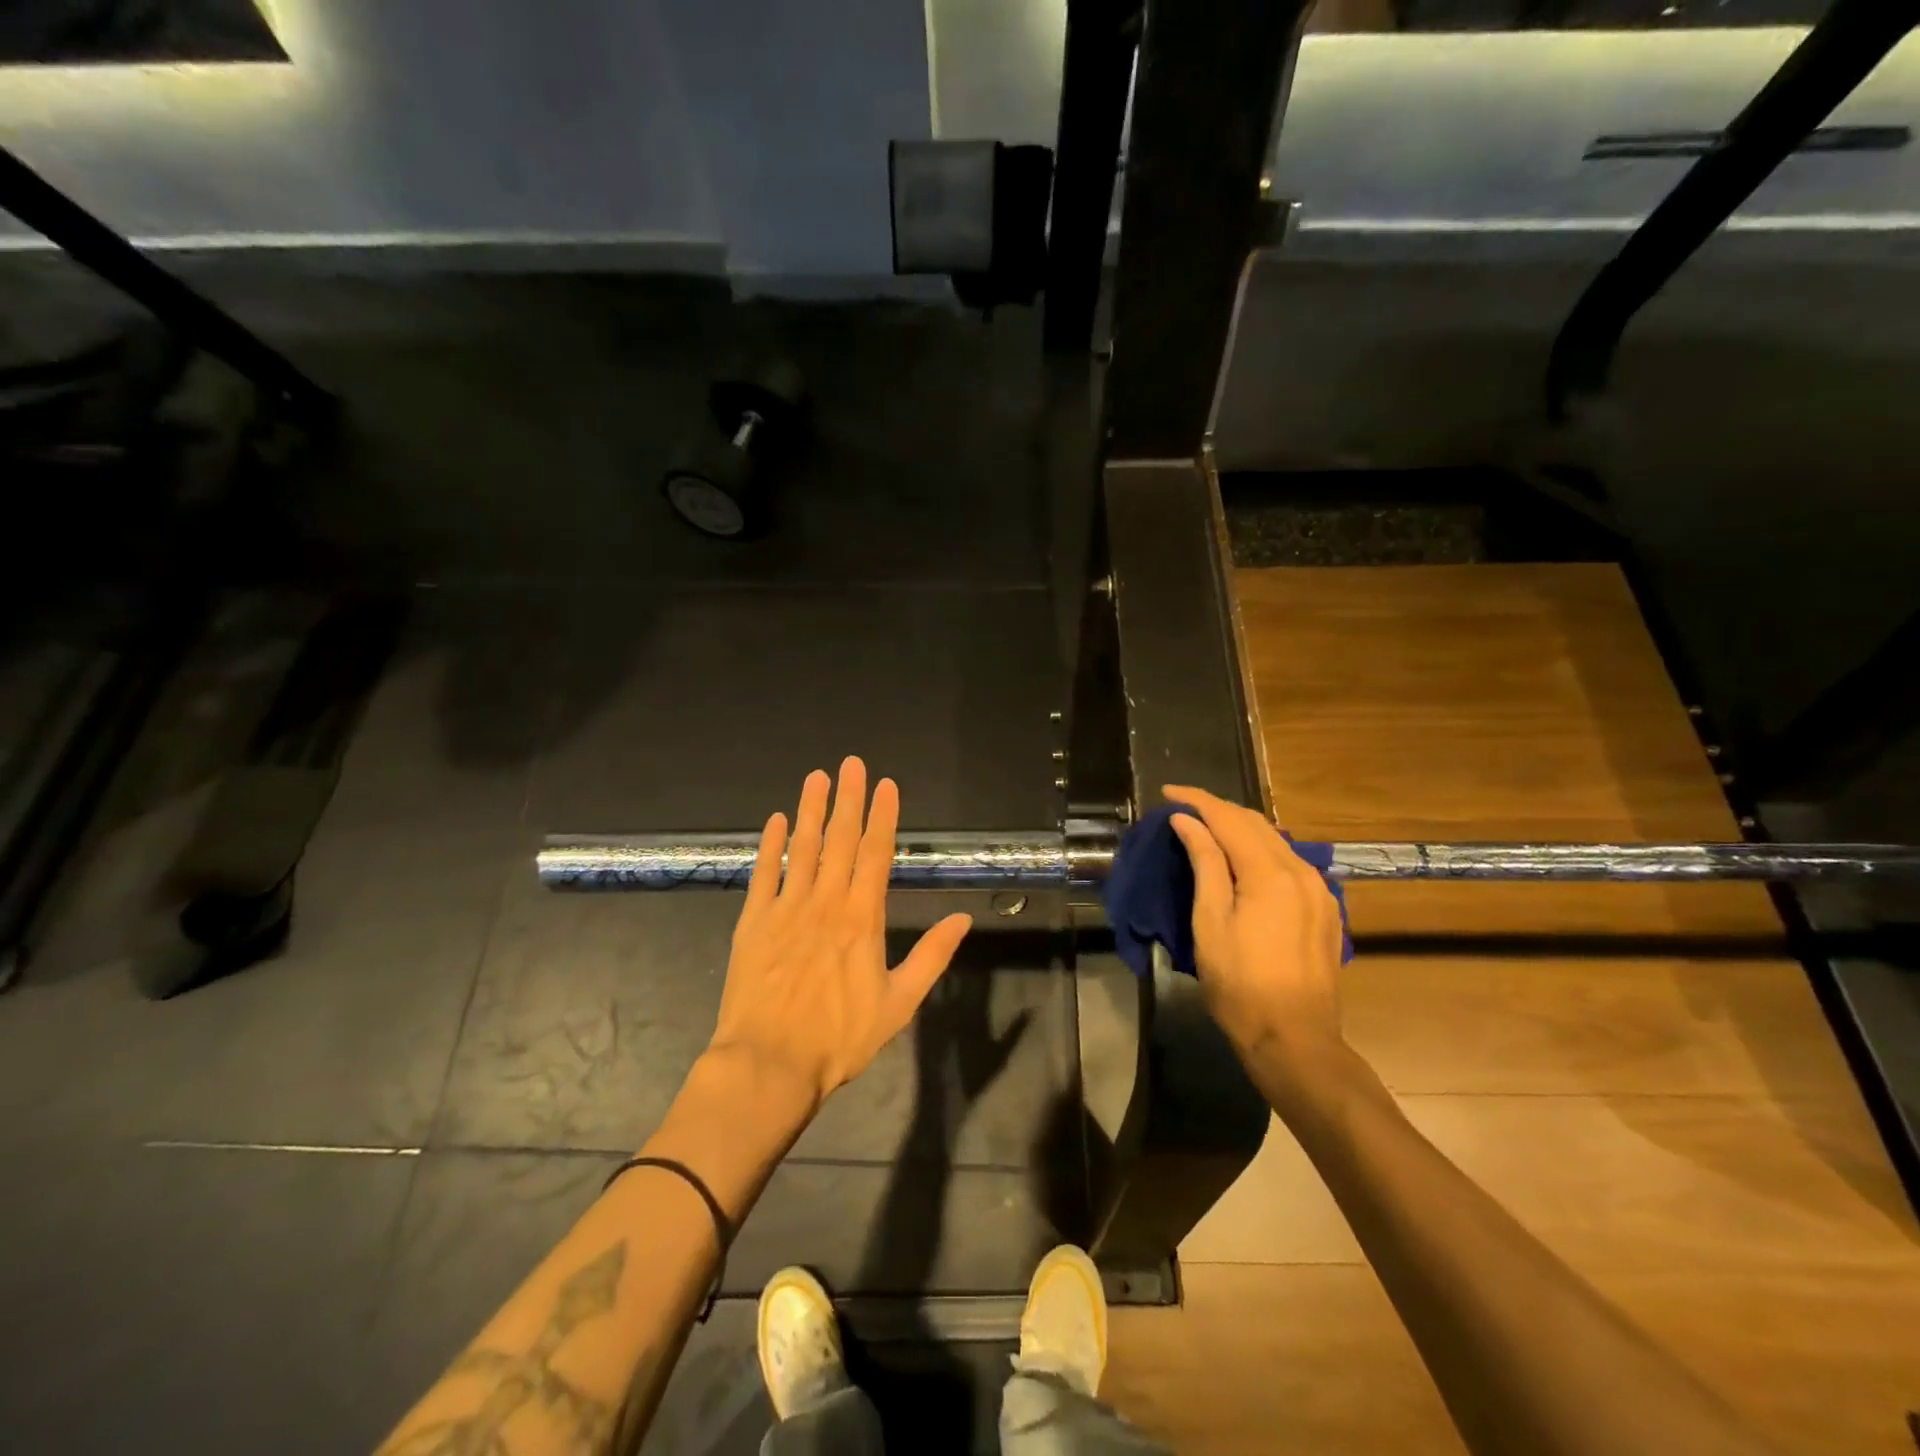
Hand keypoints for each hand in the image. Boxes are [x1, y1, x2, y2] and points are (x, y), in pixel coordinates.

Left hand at [709, 757, 973, 1110]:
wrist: (770, 1064)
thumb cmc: (840, 1039)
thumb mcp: (900, 1004)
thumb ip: (932, 957)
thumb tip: (963, 919)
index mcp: (862, 918)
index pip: (876, 854)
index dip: (882, 816)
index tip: (886, 785)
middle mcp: (825, 902)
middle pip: (840, 840)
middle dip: (848, 798)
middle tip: (852, 763)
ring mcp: (786, 909)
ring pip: (802, 848)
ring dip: (811, 810)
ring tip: (817, 777)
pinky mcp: (753, 922)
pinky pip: (763, 874)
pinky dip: (770, 845)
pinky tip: (775, 821)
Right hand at [1163, 785, 1348, 1084]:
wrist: (1294, 1039)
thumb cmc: (1239, 984)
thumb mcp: (1210, 922)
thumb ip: (1204, 863)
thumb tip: (1188, 821)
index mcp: (1270, 874)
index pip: (1229, 819)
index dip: (1197, 801)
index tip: (1167, 792)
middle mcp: (1301, 871)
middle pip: (1256, 823)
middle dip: (1218, 810)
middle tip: (1183, 809)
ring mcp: (1319, 890)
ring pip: (1276, 841)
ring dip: (1240, 828)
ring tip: (1207, 829)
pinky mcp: (1325, 909)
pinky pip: (1290, 862)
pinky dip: (1261, 850)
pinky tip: (1243, 859)